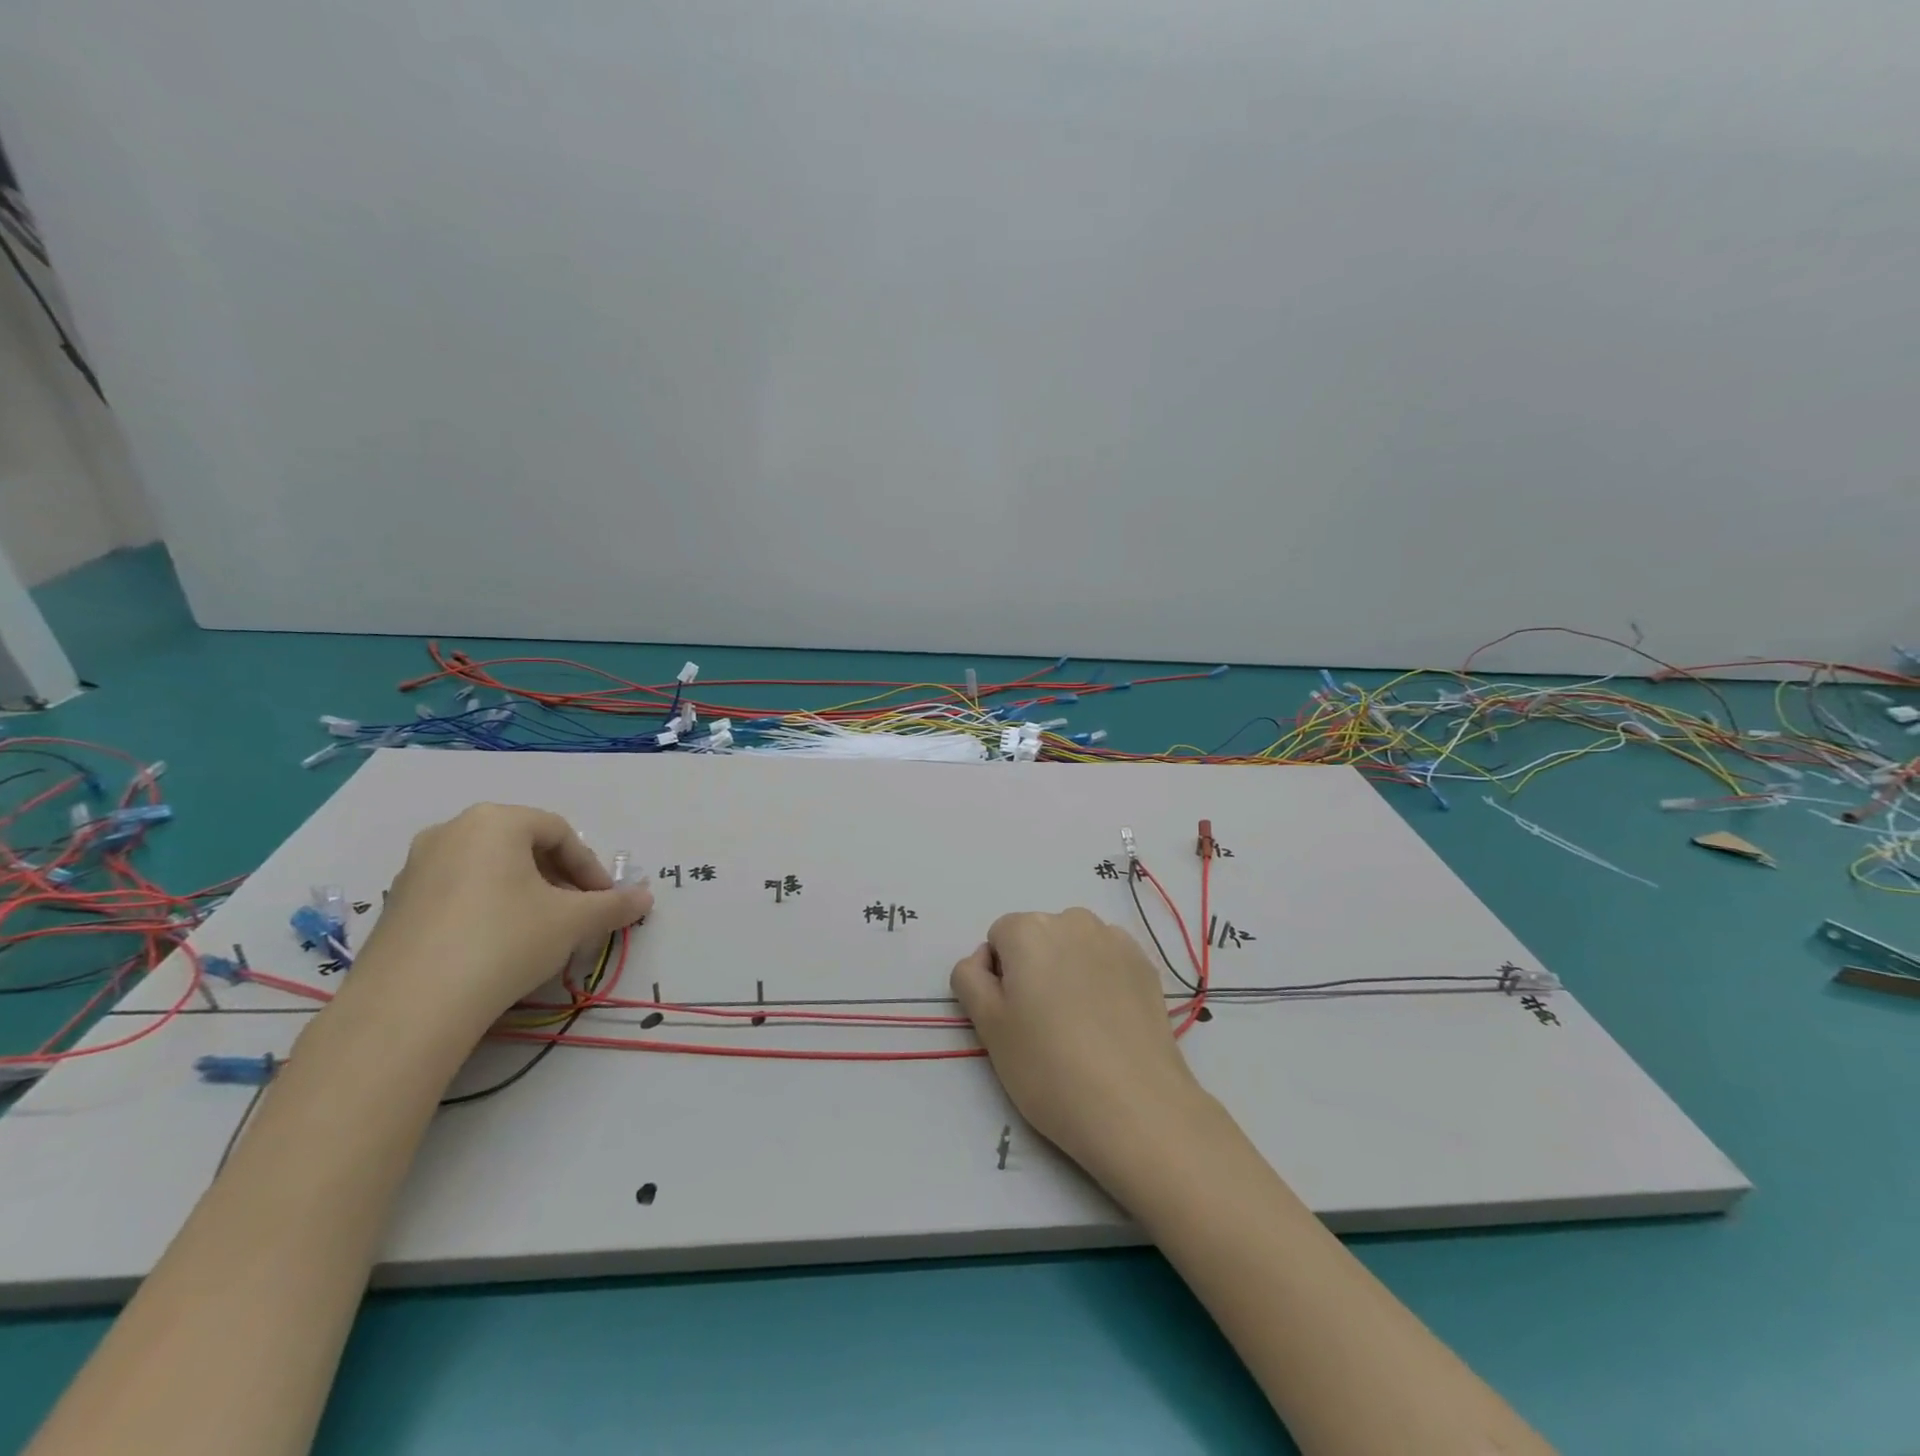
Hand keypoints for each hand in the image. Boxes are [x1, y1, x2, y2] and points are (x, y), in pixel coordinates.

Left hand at [347, 803, 652, 1032]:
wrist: (409, 1007)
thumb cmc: (505, 940)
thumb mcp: (574, 922)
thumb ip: (614, 905)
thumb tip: (645, 898)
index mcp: (495, 821)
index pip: (560, 833)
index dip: (590, 868)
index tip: (605, 902)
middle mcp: (451, 832)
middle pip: (523, 848)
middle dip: (558, 881)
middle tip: (578, 915)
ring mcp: (415, 869)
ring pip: (490, 872)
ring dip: (526, 896)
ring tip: (543, 934)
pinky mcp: (395, 907)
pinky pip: (458, 895)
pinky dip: (489, 911)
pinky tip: (499, 949)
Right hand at [951, 908, 1209, 1176]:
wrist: (1136, 1108)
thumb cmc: (1048, 1068)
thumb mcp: (988, 1027)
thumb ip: (970, 979)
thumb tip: (984, 961)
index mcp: (1028, 929)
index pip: (998, 939)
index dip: (999, 977)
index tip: (1012, 1018)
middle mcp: (1072, 920)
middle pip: (1038, 936)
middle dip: (1034, 969)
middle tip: (1042, 1025)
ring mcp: (1114, 939)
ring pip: (1074, 946)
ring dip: (1067, 971)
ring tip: (1078, 1026)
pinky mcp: (1145, 964)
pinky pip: (1107, 960)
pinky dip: (1101, 979)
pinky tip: (1108, 1024)